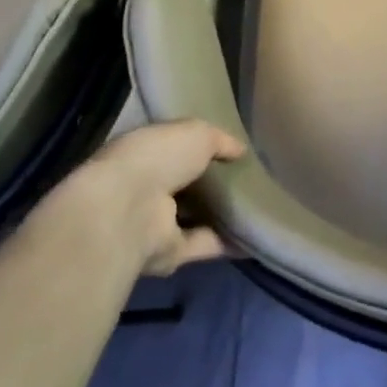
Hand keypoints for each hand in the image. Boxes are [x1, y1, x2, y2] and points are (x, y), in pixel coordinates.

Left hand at [54, 120, 245, 276]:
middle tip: (251, 178)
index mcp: (143, 153)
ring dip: (221, 214)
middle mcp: (144, 188)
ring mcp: (154, 223)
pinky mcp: (168, 253)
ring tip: (259, 207)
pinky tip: (254, 236)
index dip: (200, 148)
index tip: (230, 149)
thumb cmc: (157, 158)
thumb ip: (220, 140)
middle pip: (184, 185)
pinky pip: (204, 245)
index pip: (173, 149)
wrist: (128, 211)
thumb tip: (240, 150)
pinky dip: (227, 242)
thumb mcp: (196, 133)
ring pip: (193, 217)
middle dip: (212, 183)